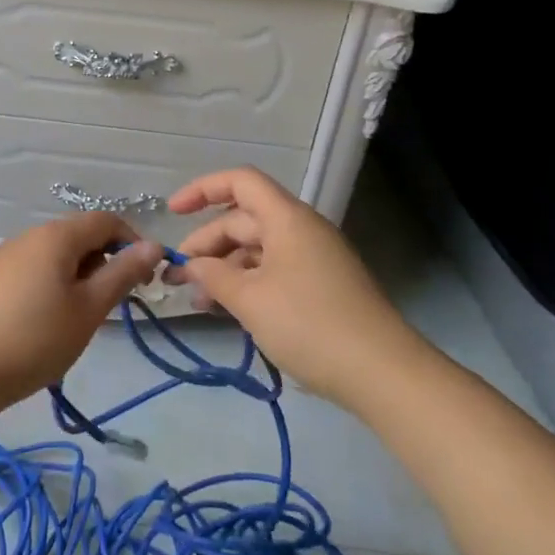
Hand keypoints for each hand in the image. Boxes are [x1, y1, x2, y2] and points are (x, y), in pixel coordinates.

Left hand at [0, 213, 164, 407]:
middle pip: (81, 234)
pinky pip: (37, 266)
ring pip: (58, 252)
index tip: (144, 278)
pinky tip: (52, 317)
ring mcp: (8, 255)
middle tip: (114, 301)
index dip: (132, 242)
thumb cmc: (38, 338)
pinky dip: (56, 281)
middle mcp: (30, 235)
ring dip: (82, 273)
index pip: (106, 220)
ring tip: (84, 314)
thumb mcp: (90, 308)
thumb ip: (123, 273)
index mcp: (56, 236)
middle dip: (106, 260)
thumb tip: (154, 245)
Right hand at [164, 167, 415, 408]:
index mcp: (287, 218)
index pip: (241, 182)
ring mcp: (314, 259)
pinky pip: (274, 271)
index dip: (203, 190)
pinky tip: (229, 310)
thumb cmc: (309, 325)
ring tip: (199, 302)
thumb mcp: (250, 300)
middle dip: (207, 244)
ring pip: (257, 250)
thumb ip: (213, 276)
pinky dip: (247, 284)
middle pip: (244, 220)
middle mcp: (301, 230)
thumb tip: (191, 265)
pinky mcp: (321, 286)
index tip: (172, 212)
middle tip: (177, 278)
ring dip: (225, 269)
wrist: (381, 372)